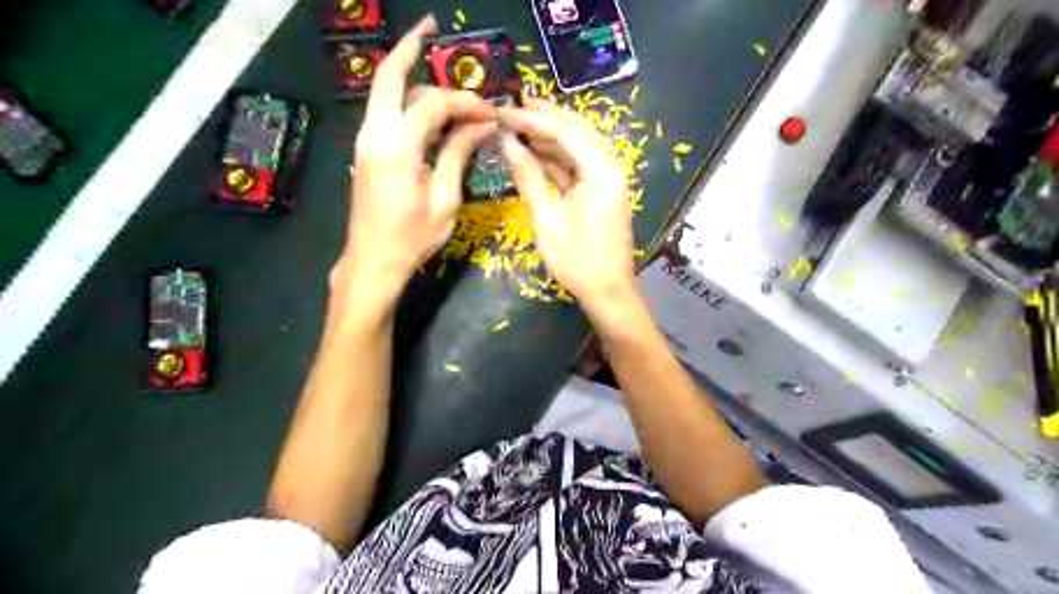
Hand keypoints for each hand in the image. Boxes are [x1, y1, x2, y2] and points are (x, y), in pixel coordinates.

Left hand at [336, 17, 497, 298]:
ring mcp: (366, 141)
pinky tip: (431, 113)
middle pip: (389, 76)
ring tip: (444, 79)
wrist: (372, 262)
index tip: (491, 113)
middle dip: (410, 48)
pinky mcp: (367, 152)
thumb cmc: (412, 237)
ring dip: (413, 80)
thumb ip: (459, 154)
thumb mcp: (445, 199)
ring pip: (387, 94)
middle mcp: (375, 134)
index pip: (433, 105)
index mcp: (397, 147)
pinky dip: (407, 104)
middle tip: (432, 27)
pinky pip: (386, 115)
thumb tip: (482, 124)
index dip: (464, 102)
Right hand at [498, 98, 631, 305]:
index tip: (503, 111)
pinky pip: (576, 167)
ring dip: (549, 135)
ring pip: (576, 147)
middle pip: (576, 130)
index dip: (532, 118)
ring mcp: (605, 180)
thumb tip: (507, 143)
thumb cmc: (577, 259)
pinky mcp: (599, 193)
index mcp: (601, 170)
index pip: (565, 131)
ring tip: (519, 122)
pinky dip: (555, 159)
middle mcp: (608, 167)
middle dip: (546, 116)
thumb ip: (528, 177)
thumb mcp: (547, 218)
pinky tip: (533, 151)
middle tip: (515, 102)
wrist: (607, 292)